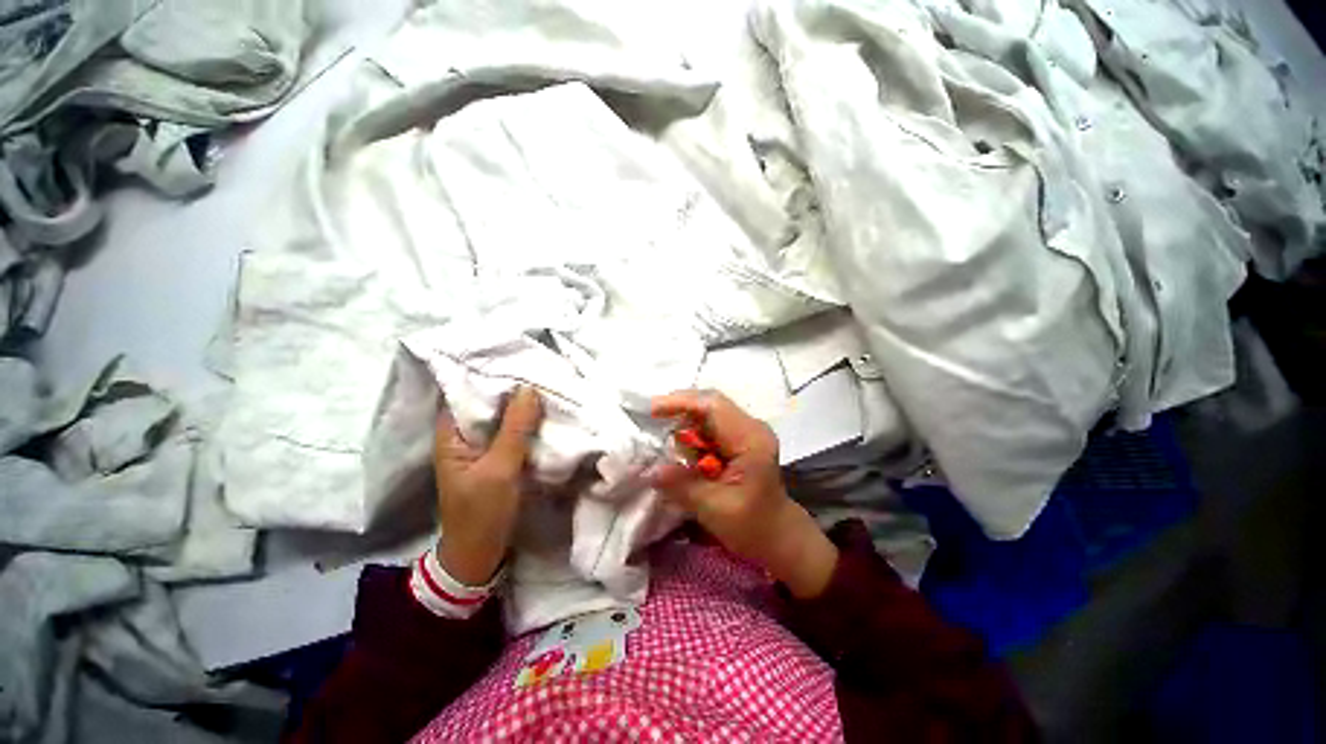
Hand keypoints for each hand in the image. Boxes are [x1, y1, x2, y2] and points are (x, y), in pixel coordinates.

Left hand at [433, 386, 543, 585]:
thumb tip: (530, 388)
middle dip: (512, 388)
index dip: (490, 375)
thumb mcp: (499, 469)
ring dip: (523, 406)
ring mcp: (483, 447)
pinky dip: (528, 423)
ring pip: (503, 417)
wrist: (480, 554)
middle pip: (488, 403)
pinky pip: (513, 432)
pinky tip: (546, 412)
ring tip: (547, 385)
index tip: (518, 360)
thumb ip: (515, 429)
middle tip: (540, 370)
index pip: (467, 393)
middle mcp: (465, 435)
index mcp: (451, 435)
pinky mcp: (499, 457)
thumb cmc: (482, 512)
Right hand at [649, 391, 837, 598]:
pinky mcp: (739, 439)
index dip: (681, 402)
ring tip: (668, 443)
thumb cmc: (752, 526)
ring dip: (685, 423)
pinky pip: (710, 425)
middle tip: (653, 420)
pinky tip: (683, 451)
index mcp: (751, 439)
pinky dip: (692, 434)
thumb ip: (683, 486)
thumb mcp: (714, 509)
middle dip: (680, 410)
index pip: (713, 406)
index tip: (653, 409)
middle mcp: (750, 427)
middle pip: (710, 404)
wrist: (778, 536)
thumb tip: (652, 470)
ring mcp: (746, 431)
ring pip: (708, 413)